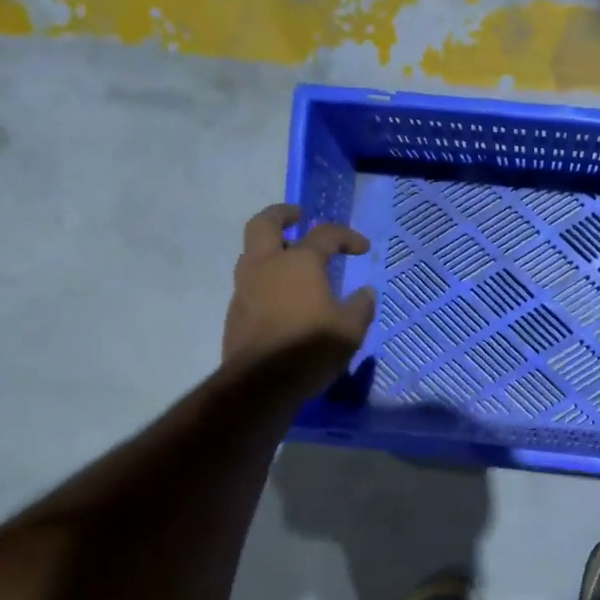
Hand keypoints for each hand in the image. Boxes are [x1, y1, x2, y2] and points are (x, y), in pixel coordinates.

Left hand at [223, 204, 376, 389]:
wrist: (261, 384)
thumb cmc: (310, 349)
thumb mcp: (350, 330)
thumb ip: (360, 306)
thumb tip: (364, 293)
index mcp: (298, 262)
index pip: (325, 234)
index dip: (347, 237)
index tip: (362, 248)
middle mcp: (266, 266)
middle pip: (264, 224)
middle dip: (282, 215)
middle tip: (298, 216)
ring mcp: (245, 288)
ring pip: (251, 253)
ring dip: (269, 249)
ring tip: (289, 260)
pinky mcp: (235, 312)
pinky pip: (249, 283)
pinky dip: (265, 280)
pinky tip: (281, 298)